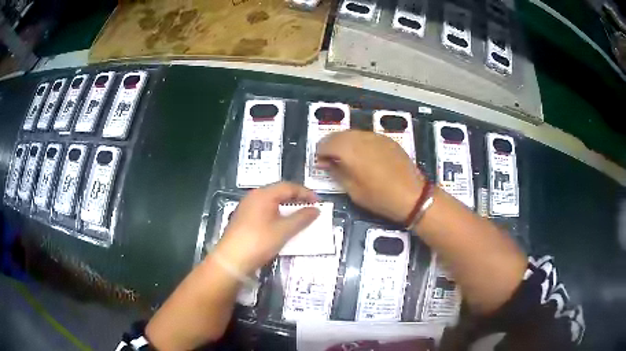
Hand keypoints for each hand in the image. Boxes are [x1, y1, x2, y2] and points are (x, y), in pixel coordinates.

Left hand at [215, 182, 319, 274]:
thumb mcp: (284, 230)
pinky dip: (276, 214)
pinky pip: (264, 210)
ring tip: (298, 215)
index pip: (288, 187)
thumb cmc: (259, 241)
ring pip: (271, 201)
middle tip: (310, 207)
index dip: (305, 193)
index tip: (318, 202)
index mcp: (263, 194)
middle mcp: (254, 196)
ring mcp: (246, 207)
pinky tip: (281, 224)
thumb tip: (316, 210)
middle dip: (296, 198)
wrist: (231, 260)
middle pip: (278, 192)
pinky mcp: (243, 218)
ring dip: (286, 206)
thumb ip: (301, 218)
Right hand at [317, 130, 424, 223]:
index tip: (321, 163)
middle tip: (330, 159)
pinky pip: (367, 136)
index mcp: (350, 150)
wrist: (412, 196)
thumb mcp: (353, 190)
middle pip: (339, 135)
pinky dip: (359, 142)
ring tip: (346, 158)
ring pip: (353, 133)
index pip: (326, 143)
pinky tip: (363, 155)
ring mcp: (376, 137)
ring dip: (345, 142)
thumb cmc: (379, 197)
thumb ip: (336, 172)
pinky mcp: (387, 140)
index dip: (320, 153)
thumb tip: (326, 163)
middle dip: (331, 145)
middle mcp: (361, 138)